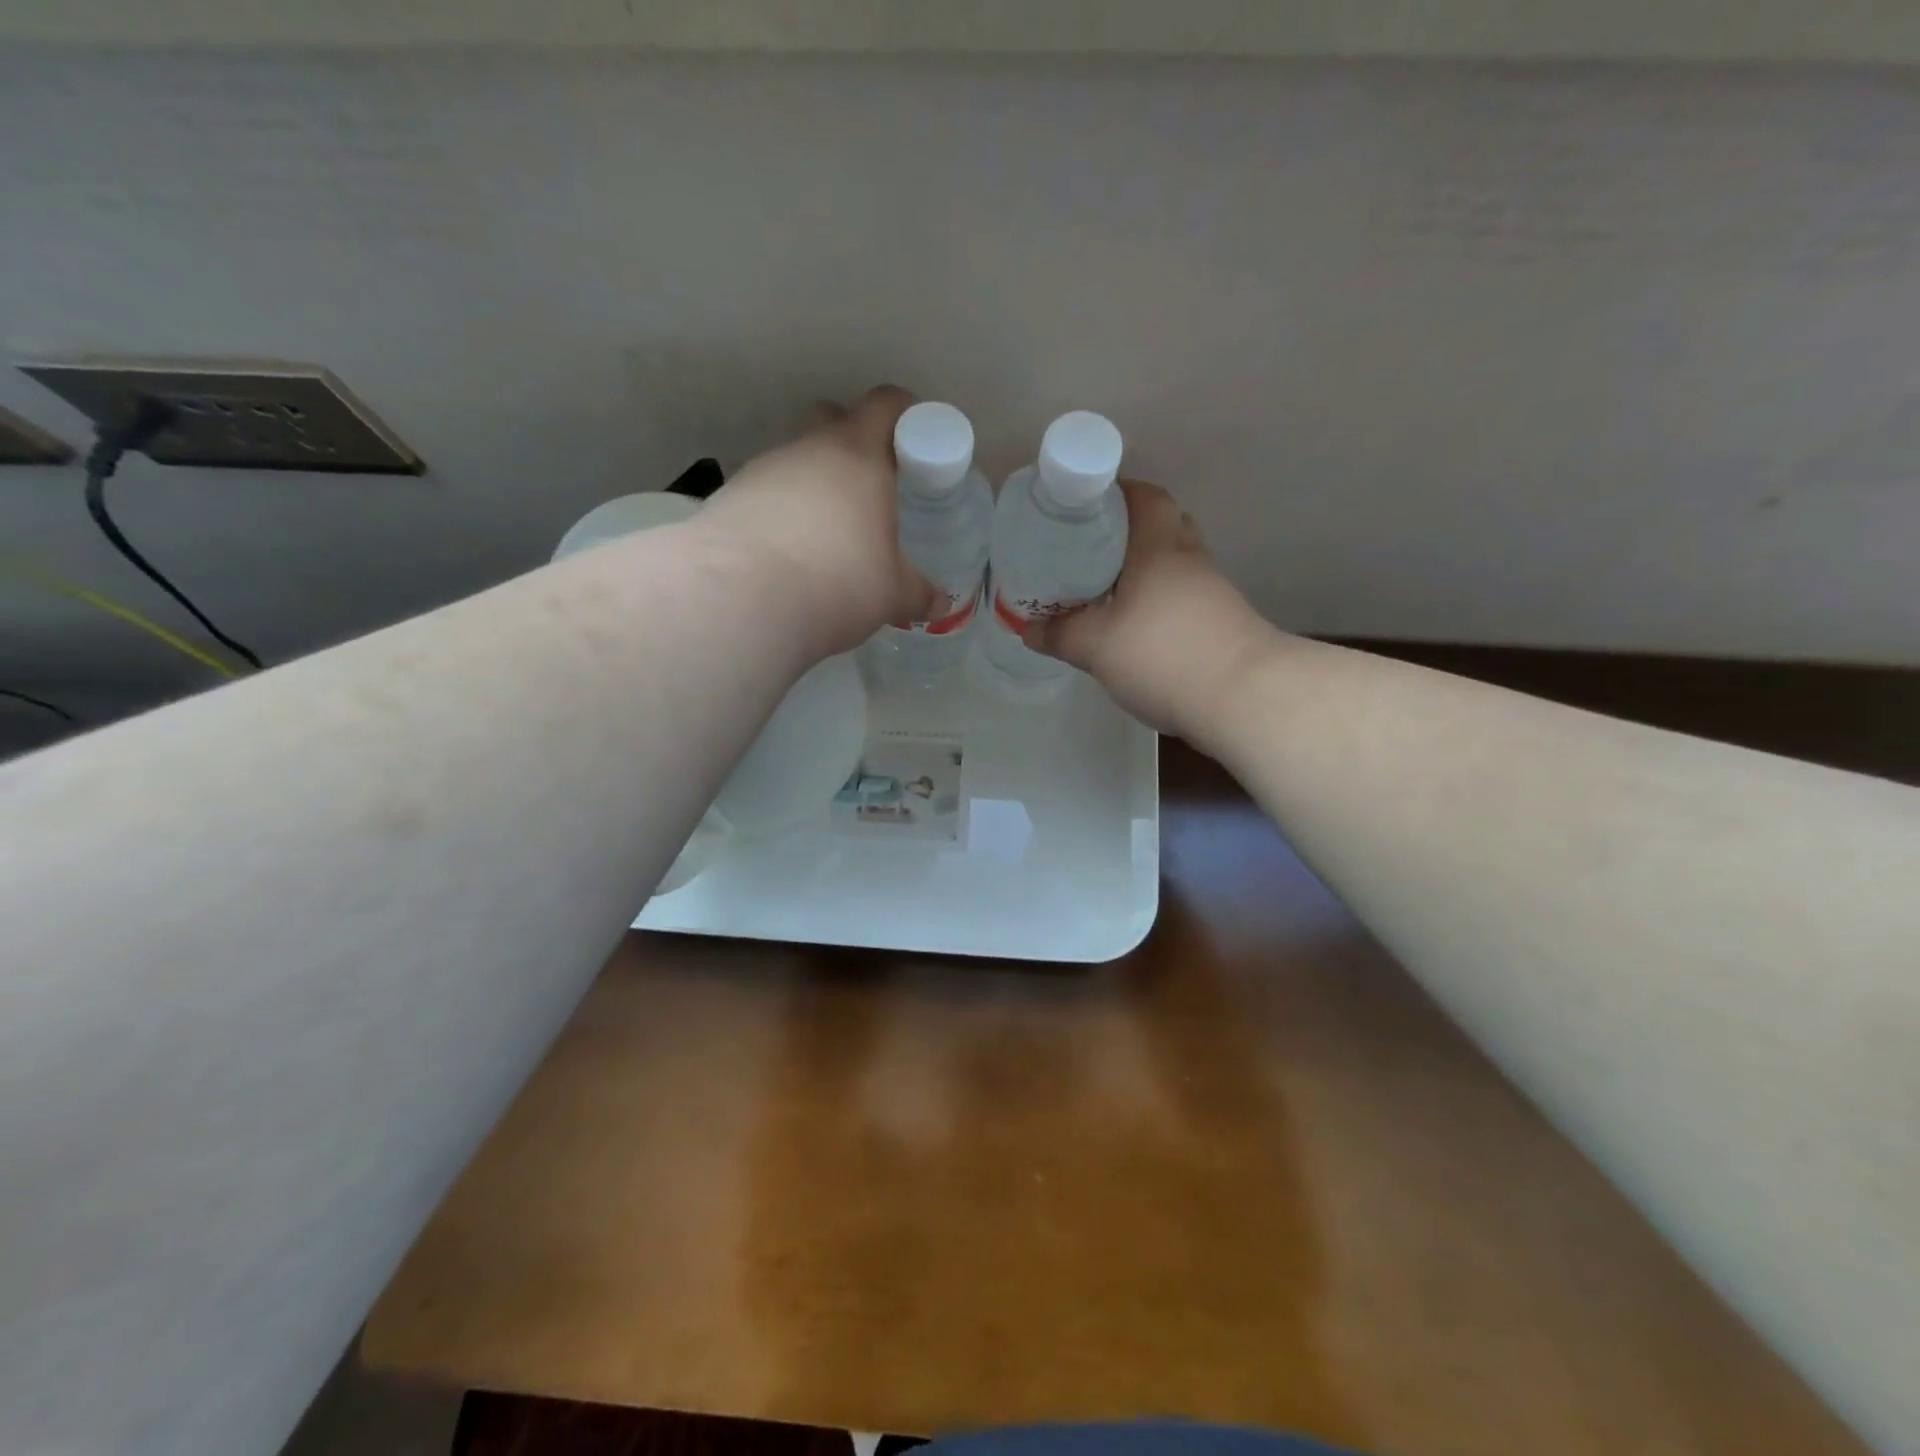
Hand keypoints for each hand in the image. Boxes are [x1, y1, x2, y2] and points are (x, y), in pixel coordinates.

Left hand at [695, 385, 934, 656]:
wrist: (740, 600)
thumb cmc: (837, 582)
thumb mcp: (891, 594)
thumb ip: (917, 593)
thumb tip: (940, 603)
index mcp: (858, 456)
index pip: (885, 404)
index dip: (904, 413)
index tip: (915, 437)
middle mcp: (808, 449)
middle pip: (832, 419)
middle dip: (853, 442)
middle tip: (871, 486)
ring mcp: (763, 470)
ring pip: (795, 459)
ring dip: (813, 483)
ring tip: (826, 533)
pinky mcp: (729, 498)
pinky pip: (766, 493)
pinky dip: (781, 512)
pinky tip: (788, 552)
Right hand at [1023, 480, 1272, 738]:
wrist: (1244, 698)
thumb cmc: (1164, 655)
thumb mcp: (1096, 646)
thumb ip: (1059, 634)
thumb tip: (1028, 628)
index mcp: (1159, 548)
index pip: (1145, 497)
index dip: (1116, 493)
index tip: (1084, 509)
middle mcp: (1189, 560)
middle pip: (1163, 525)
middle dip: (1127, 531)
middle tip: (1089, 550)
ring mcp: (1211, 592)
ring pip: (1174, 564)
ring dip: (1144, 569)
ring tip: (1106, 590)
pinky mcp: (1221, 623)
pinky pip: (1182, 596)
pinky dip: (1158, 601)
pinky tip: (1135, 626)